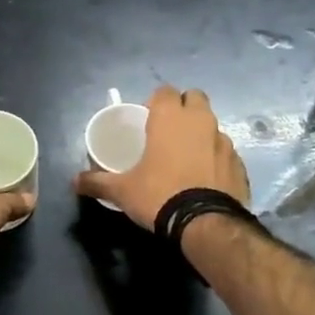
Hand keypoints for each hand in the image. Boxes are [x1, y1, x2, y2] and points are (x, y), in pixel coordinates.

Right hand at [75, 85, 248, 231]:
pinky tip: (205, 178)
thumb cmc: (159, 195)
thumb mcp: (122, 190)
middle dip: (183, 108)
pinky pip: (225, 151)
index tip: (147, 119)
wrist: (206, 224)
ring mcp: (224, 141)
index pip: (165, 91)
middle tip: (168, 131)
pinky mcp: (239, 163)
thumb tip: (74, 182)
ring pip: (212, 125)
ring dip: (200, 133)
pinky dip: (215, 158)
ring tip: (186, 157)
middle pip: (194, 98)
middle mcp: (200, 121)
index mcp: (170, 118)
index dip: (156, 102)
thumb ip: (98, 182)